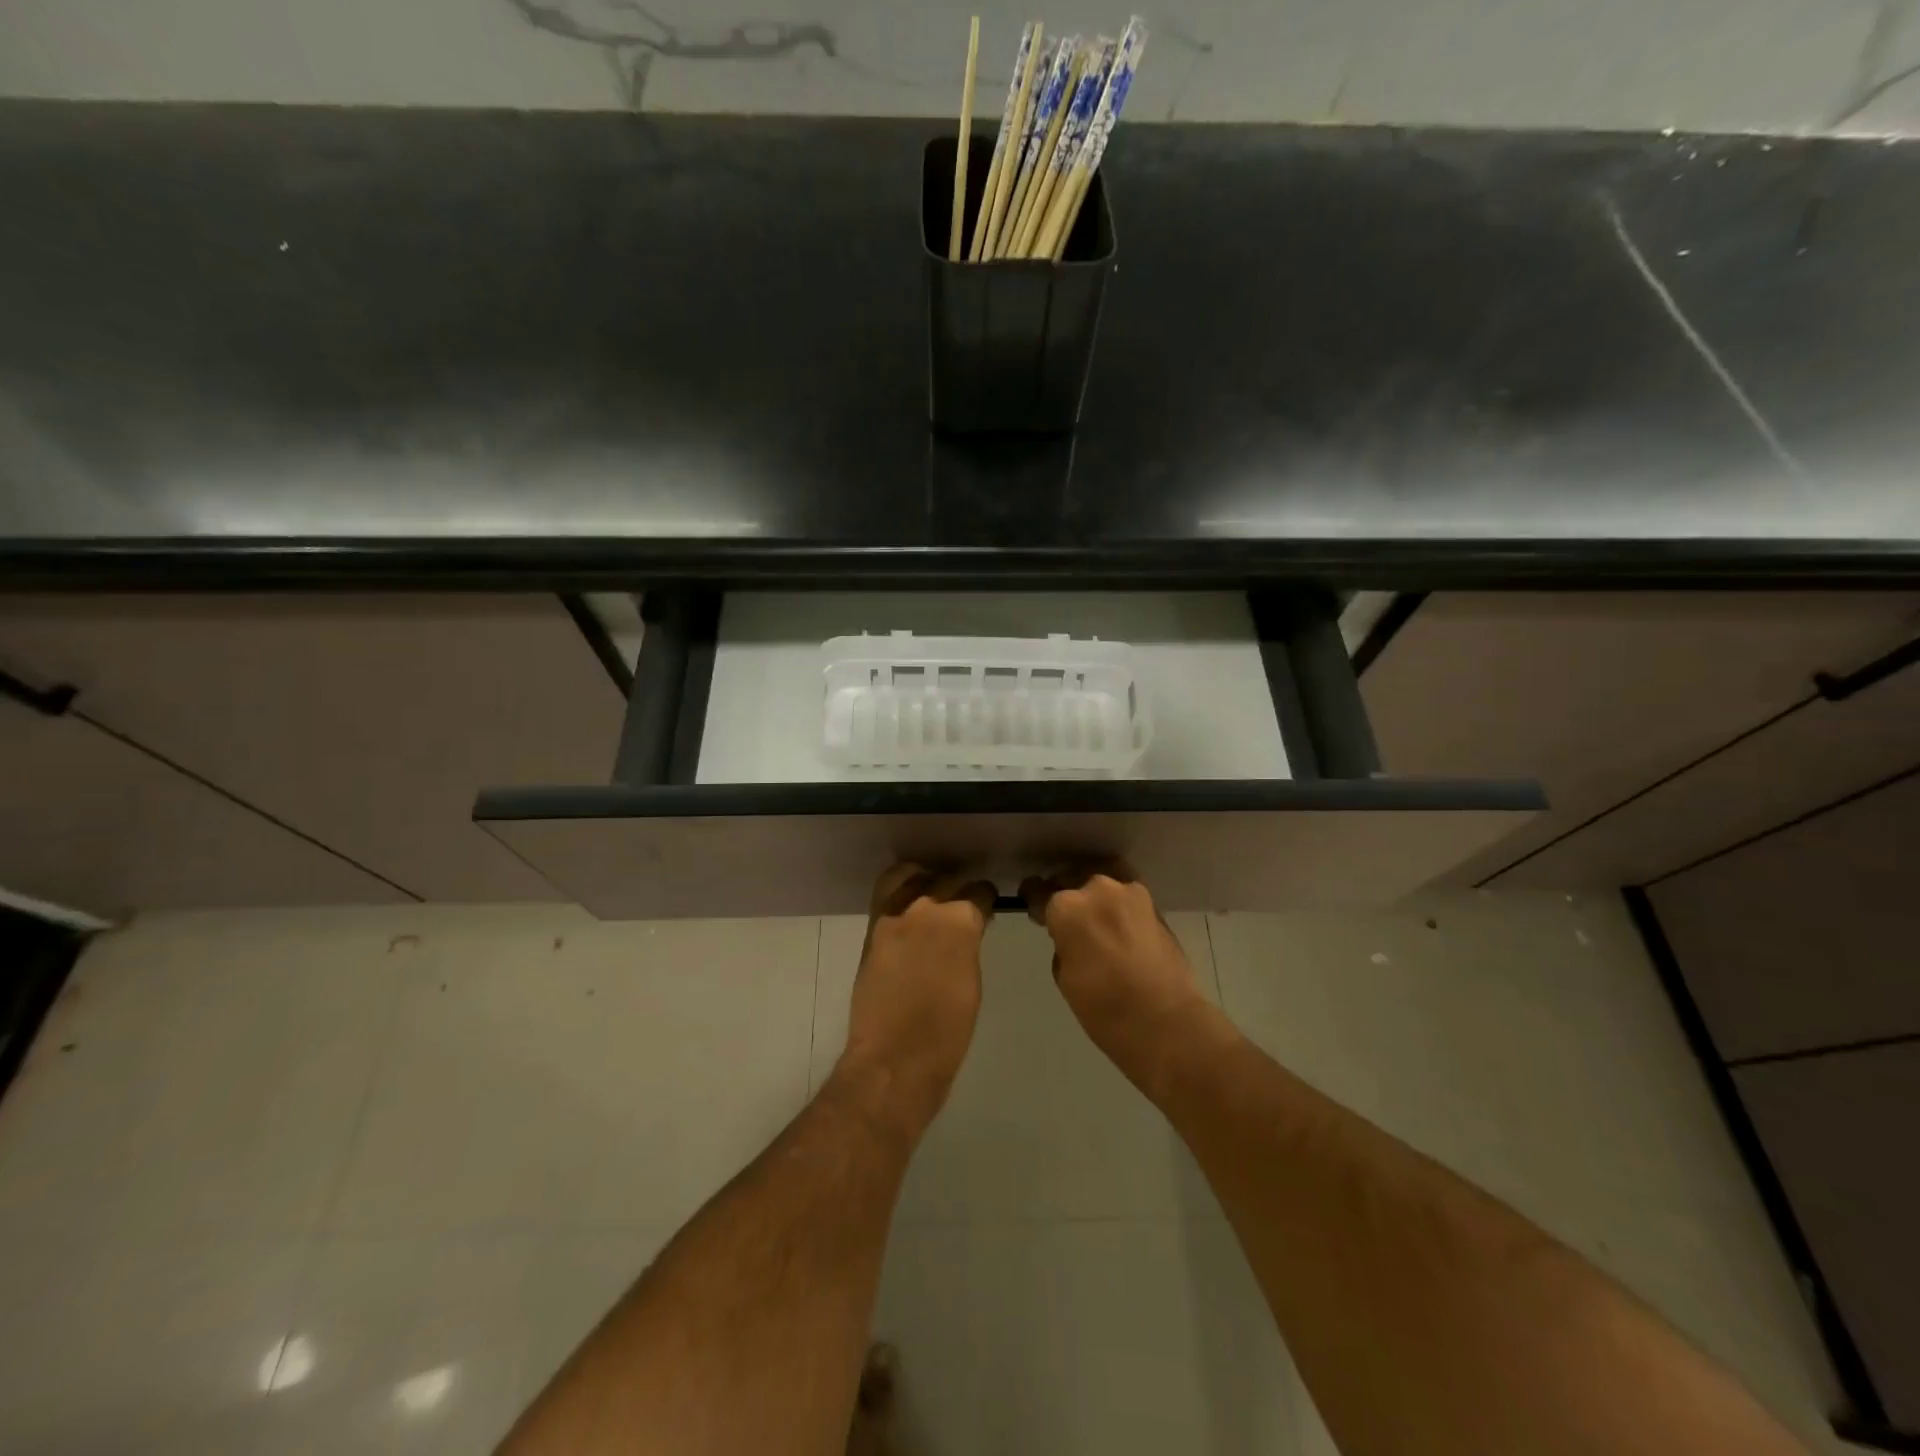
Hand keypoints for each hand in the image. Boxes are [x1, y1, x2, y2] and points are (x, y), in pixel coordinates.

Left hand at [833, 863, 994, 1132]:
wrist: (894, 1060)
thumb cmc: (947, 1032)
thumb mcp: (972, 982)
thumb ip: (969, 945)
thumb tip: (968, 930)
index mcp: (959, 920)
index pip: (979, 892)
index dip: (986, 900)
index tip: (988, 908)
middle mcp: (925, 907)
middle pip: (946, 880)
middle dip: (958, 889)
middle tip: (963, 904)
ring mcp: (893, 916)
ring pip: (910, 876)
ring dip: (925, 881)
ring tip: (932, 894)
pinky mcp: (871, 930)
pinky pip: (887, 895)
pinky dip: (900, 893)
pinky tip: (910, 907)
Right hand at [1021, 865, 1211, 1093]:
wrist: (1167, 1023)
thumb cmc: (1104, 1009)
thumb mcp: (1065, 977)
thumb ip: (1063, 944)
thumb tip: (1071, 936)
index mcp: (1068, 908)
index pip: (1039, 891)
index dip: (1033, 901)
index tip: (1035, 910)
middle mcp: (1097, 889)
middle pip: (1071, 881)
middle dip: (1066, 896)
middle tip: (1067, 919)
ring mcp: (1130, 893)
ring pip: (1102, 880)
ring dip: (1094, 895)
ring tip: (1093, 915)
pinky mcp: (1154, 905)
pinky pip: (1126, 894)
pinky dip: (1118, 904)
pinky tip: (1116, 923)